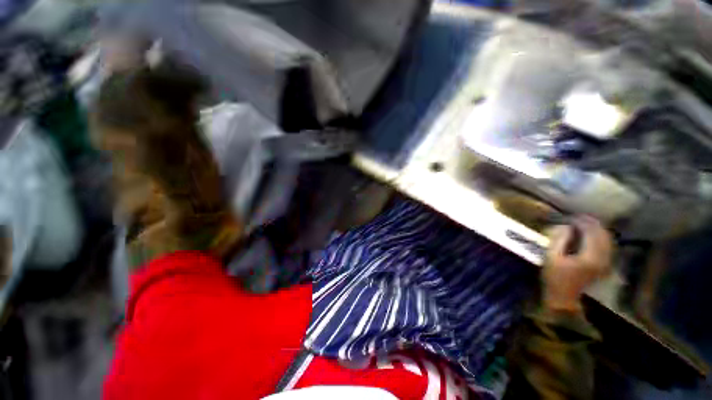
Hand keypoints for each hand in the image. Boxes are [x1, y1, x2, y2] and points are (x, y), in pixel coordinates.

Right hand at [543, 216, 612, 312]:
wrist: (564, 297)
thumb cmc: (554, 277)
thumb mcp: (551, 257)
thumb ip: (559, 240)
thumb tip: (565, 226)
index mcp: (590, 256)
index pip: (591, 233)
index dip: (583, 222)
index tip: (572, 216)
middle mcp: (603, 258)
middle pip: (603, 235)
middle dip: (592, 224)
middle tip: (579, 217)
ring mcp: (605, 262)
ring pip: (607, 240)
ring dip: (598, 230)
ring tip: (585, 223)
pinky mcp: (604, 265)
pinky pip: (607, 246)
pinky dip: (601, 238)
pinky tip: (592, 235)